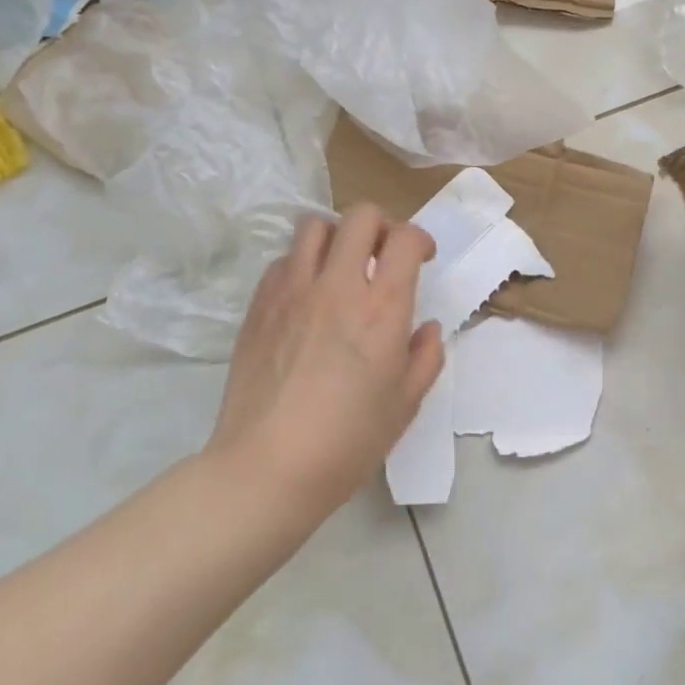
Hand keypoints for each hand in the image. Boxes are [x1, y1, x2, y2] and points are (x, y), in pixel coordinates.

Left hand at [207, 206, 442, 515]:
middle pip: (361, 216)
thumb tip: (425, 328)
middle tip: (382, 256)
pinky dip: (300, 265)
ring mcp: (292, 290)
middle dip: (381, 226)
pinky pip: (283, 260)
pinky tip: (306, 297)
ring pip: (315, 225)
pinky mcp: (259, 304)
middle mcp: (338, 285)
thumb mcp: (405, 404)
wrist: (267, 468)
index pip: (404, 238)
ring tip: (341, 267)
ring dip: (337, 237)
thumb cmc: (347, 441)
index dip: (419, 239)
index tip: (422, 258)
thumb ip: (425, 357)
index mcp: (381, 307)